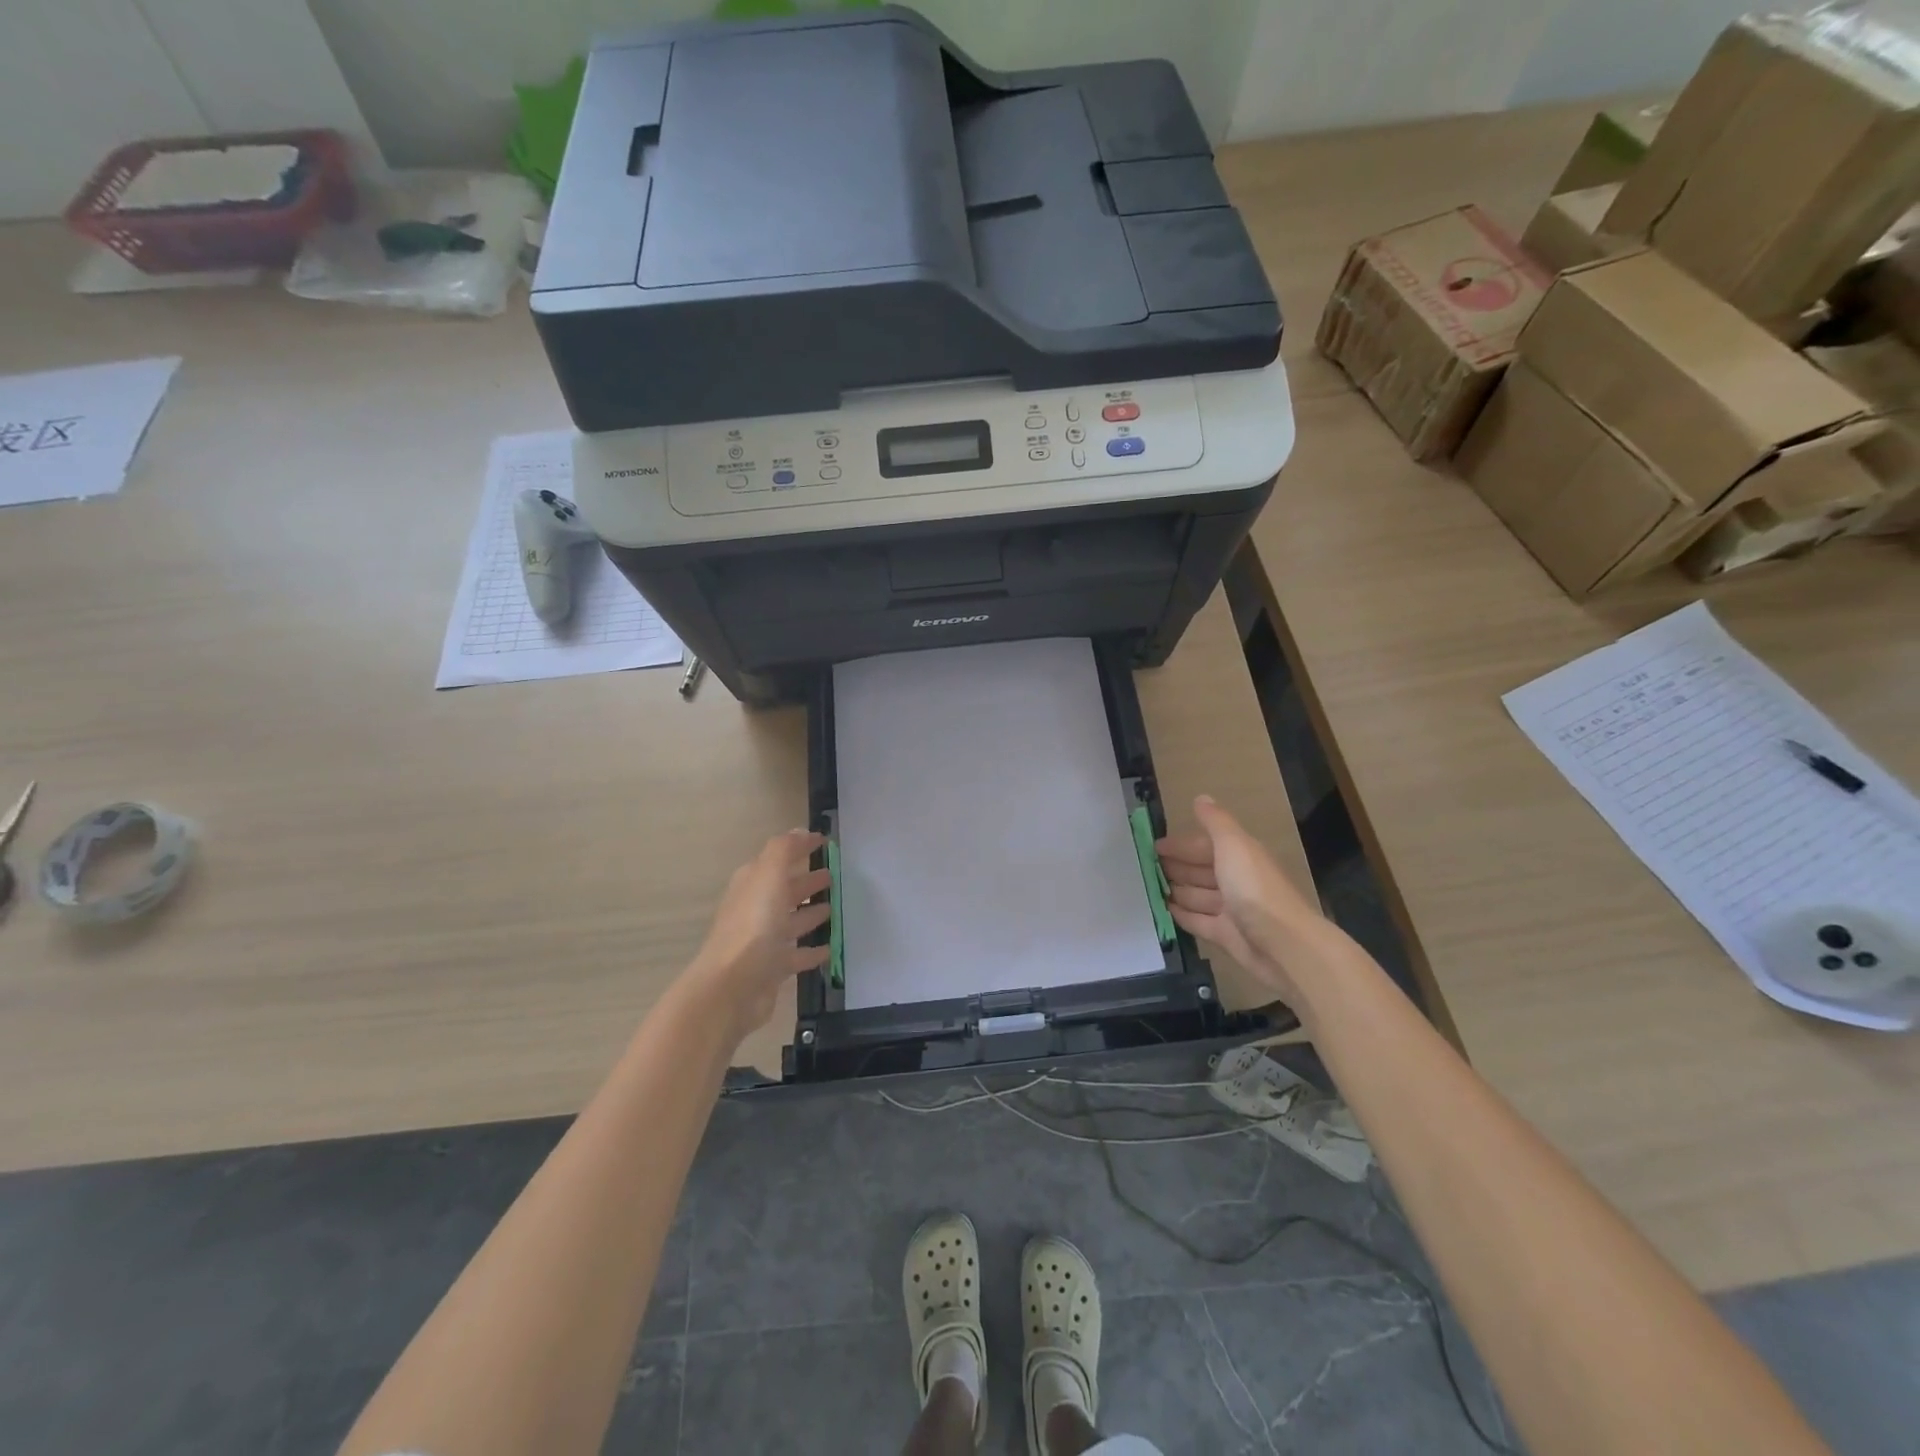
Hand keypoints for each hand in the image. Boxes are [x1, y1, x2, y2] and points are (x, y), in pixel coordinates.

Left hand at [685, 830, 831, 1045]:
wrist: (732, 987)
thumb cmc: (753, 925)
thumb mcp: (769, 875)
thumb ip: (784, 850)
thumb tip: (799, 830)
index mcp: (752, 884)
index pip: (778, 859)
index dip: (800, 848)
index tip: (825, 842)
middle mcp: (755, 909)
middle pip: (785, 890)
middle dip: (807, 881)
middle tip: (834, 876)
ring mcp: (762, 941)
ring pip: (791, 921)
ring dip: (811, 914)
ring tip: (834, 908)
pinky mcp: (771, 969)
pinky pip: (796, 955)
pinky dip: (812, 950)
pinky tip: (830, 948)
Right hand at [1157, 795, 1320, 1002]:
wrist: (1282, 944)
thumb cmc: (1254, 888)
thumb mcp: (1233, 845)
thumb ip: (1216, 822)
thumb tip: (1201, 798)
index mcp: (1239, 856)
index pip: (1204, 846)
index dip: (1180, 845)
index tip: (1152, 846)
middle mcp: (1235, 880)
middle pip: (1200, 870)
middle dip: (1175, 867)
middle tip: (1143, 867)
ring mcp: (1230, 910)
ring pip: (1197, 895)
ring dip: (1175, 890)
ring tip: (1147, 888)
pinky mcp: (1225, 935)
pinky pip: (1197, 921)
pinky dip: (1181, 915)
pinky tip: (1162, 910)